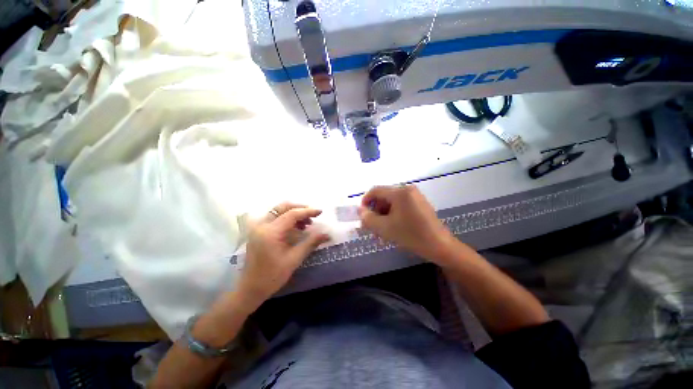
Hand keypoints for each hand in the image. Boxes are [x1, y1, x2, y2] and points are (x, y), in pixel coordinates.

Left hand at [237, 203, 329, 308]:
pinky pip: (274, 218)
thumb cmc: (273, 275)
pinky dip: (286, 218)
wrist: (251, 288)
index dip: (308, 211)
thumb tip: (327, 234)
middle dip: (299, 208)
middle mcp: (262, 225)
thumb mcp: (294, 259)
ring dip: (293, 213)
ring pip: (278, 211)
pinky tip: (296, 227)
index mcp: (271, 232)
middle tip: (313, 215)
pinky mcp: (258, 231)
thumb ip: (311, 243)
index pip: (292, 214)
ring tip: (306, 223)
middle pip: (283, 207)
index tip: (320, 212)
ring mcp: (258, 227)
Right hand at [358, 185, 455, 261]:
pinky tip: (392, 228)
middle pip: (384, 196)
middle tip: (371, 226)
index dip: (365, 201)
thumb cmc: (411, 235)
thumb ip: (368, 218)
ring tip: (381, 230)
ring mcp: (415, 196)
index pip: (375, 191)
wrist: (440, 246)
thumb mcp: (385, 228)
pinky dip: (393, 215)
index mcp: (400, 192)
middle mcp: (407, 190)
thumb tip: (360, 211)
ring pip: (391, 202)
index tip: (362, 216)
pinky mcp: (419, 204)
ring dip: (383, 214)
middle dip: (375, 211)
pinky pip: (400, 206)